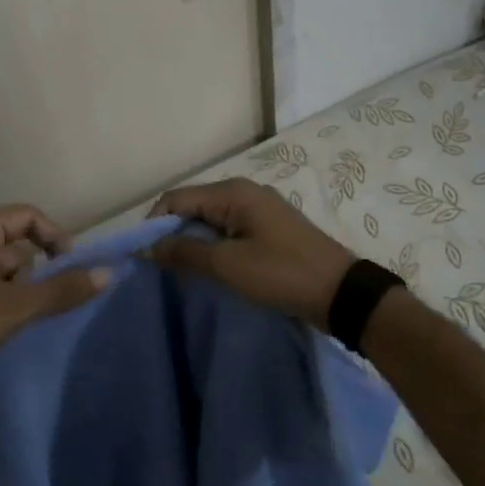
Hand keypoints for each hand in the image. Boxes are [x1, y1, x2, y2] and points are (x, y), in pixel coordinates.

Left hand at [0, 204, 109, 403]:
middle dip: (31, 273)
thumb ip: (62, 290)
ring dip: (14, 289)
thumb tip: (107, 274)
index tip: (71, 269)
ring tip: (10, 320)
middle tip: (34, 305)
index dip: (56, 238)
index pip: (28, 216)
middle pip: (14, 242)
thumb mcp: (16, 307)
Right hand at [148, 178, 355, 326]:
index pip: (176, 198)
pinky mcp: (268, 229)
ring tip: (181, 272)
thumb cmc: (281, 274)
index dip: (154, 224)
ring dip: (192, 243)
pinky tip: (209, 270)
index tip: (144, 256)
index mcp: (233, 193)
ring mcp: (259, 210)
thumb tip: (148, 247)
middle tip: (160, 268)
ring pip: (210, 220)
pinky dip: (213, 247)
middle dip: (172, 234)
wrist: (340, 294)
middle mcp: (244, 192)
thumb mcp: (227, 265)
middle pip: (192, 206)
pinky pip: (228, 231)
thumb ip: (184, 252)